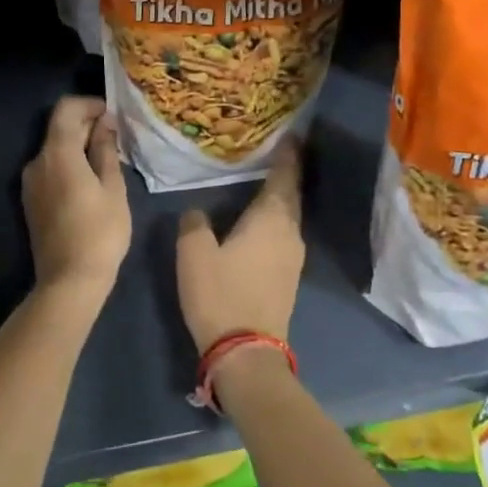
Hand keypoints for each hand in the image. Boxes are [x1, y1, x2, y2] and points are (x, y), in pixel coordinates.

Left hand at [22, 97, 130, 309]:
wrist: (69, 281)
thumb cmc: (100, 232)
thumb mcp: (112, 188)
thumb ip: (105, 150)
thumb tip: (104, 124)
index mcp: (57, 154)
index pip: (66, 109)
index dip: (89, 104)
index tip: (112, 114)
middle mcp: (37, 162)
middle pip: (59, 128)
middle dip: (86, 124)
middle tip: (116, 137)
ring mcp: (30, 182)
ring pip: (55, 149)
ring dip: (78, 145)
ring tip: (106, 159)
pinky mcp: (31, 200)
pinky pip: (50, 168)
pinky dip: (69, 163)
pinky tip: (90, 179)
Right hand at [176, 143, 304, 354]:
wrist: (246, 353)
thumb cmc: (220, 294)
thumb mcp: (194, 253)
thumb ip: (195, 223)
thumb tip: (198, 212)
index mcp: (271, 219)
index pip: (285, 176)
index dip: (288, 154)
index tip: (290, 133)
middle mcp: (290, 232)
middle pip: (290, 194)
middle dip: (284, 172)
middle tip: (271, 151)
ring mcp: (293, 257)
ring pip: (288, 216)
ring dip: (278, 198)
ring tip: (261, 181)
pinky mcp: (288, 277)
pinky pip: (284, 235)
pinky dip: (274, 220)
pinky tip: (258, 220)